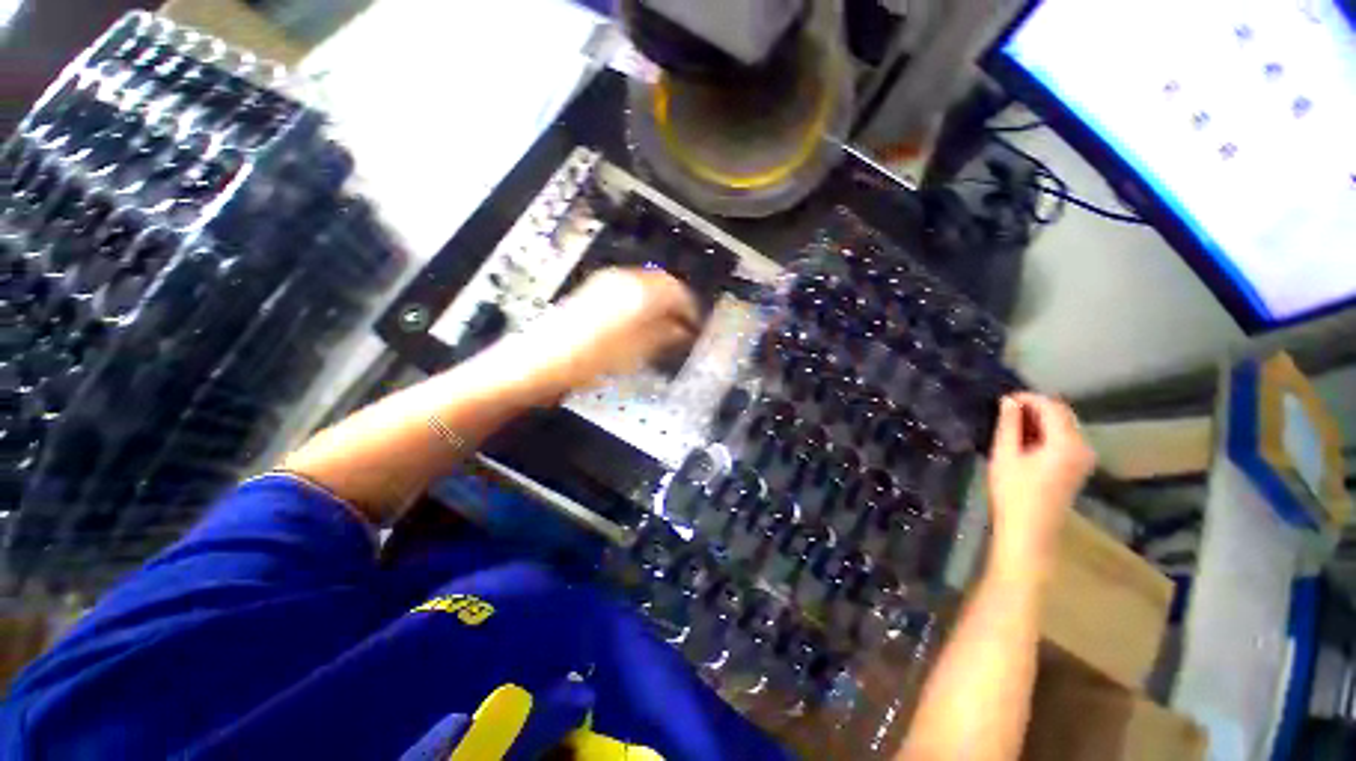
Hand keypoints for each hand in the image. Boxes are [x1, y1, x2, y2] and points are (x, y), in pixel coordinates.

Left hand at [501, 267, 699, 398]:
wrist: (541, 359)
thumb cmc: (593, 358)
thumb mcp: (637, 351)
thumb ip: (665, 335)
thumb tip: (683, 330)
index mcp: (640, 292)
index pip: (678, 291)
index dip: (691, 309)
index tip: (697, 326)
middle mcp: (625, 279)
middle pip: (663, 283)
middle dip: (677, 303)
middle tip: (684, 326)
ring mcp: (607, 282)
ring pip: (646, 286)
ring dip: (660, 303)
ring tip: (665, 326)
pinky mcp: (594, 290)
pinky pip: (629, 290)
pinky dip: (642, 303)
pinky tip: (641, 322)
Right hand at [987, 393, 1094, 563]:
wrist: (1029, 529)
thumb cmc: (1013, 492)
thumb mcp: (1005, 454)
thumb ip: (1009, 424)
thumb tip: (1009, 400)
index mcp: (1067, 443)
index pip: (1052, 407)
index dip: (1029, 398)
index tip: (1004, 398)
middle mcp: (1083, 447)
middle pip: (1063, 414)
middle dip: (1036, 407)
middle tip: (1005, 409)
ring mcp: (1083, 458)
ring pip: (1064, 425)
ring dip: (1040, 419)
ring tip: (1011, 422)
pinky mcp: (1078, 467)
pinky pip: (1065, 438)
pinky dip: (1047, 432)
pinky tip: (1026, 438)